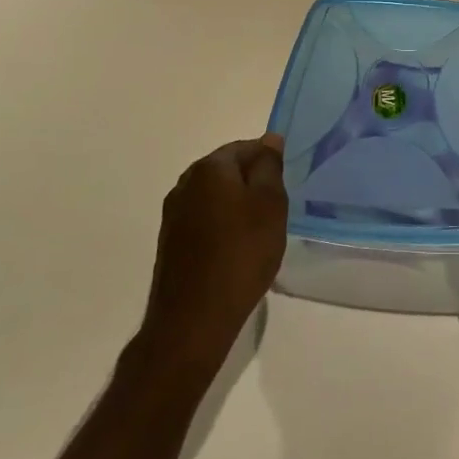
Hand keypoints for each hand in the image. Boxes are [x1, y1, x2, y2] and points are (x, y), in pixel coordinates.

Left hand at [140, 135, 287, 376]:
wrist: (193, 319)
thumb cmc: (241, 254)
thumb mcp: (270, 205)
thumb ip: (269, 167)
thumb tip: (269, 140)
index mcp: (209, 168)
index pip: (245, 147)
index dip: (269, 161)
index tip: (287, 184)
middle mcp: (185, 184)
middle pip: (227, 170)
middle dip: (253, 183)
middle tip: (277, 208)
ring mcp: (173, 214)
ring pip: (215, 196)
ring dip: (237, 206)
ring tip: (260, 231)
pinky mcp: (171, 242)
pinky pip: (204, 220)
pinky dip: (222, 227)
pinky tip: (237, 250)